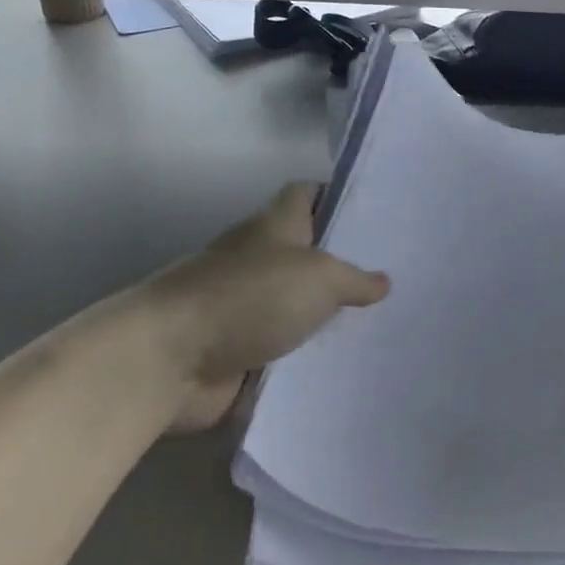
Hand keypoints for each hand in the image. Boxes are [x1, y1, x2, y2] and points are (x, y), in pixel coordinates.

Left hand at [97, 183, 389, 430]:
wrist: (171, 359)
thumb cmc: (250, 297)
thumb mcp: (320, 278)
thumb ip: (355, 279)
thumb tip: (382, 282)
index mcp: (274, 227)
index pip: (306, 195)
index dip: (336, 196)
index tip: (373, 212)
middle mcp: (258, 260)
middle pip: (306, 253)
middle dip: (343, 265)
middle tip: (393, 278)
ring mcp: (245, 307)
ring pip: (296, 306)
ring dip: (325, 317)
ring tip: (382, 326)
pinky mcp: (237, 352)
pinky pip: (282, 352)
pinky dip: (306, 360)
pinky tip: (347, 369)